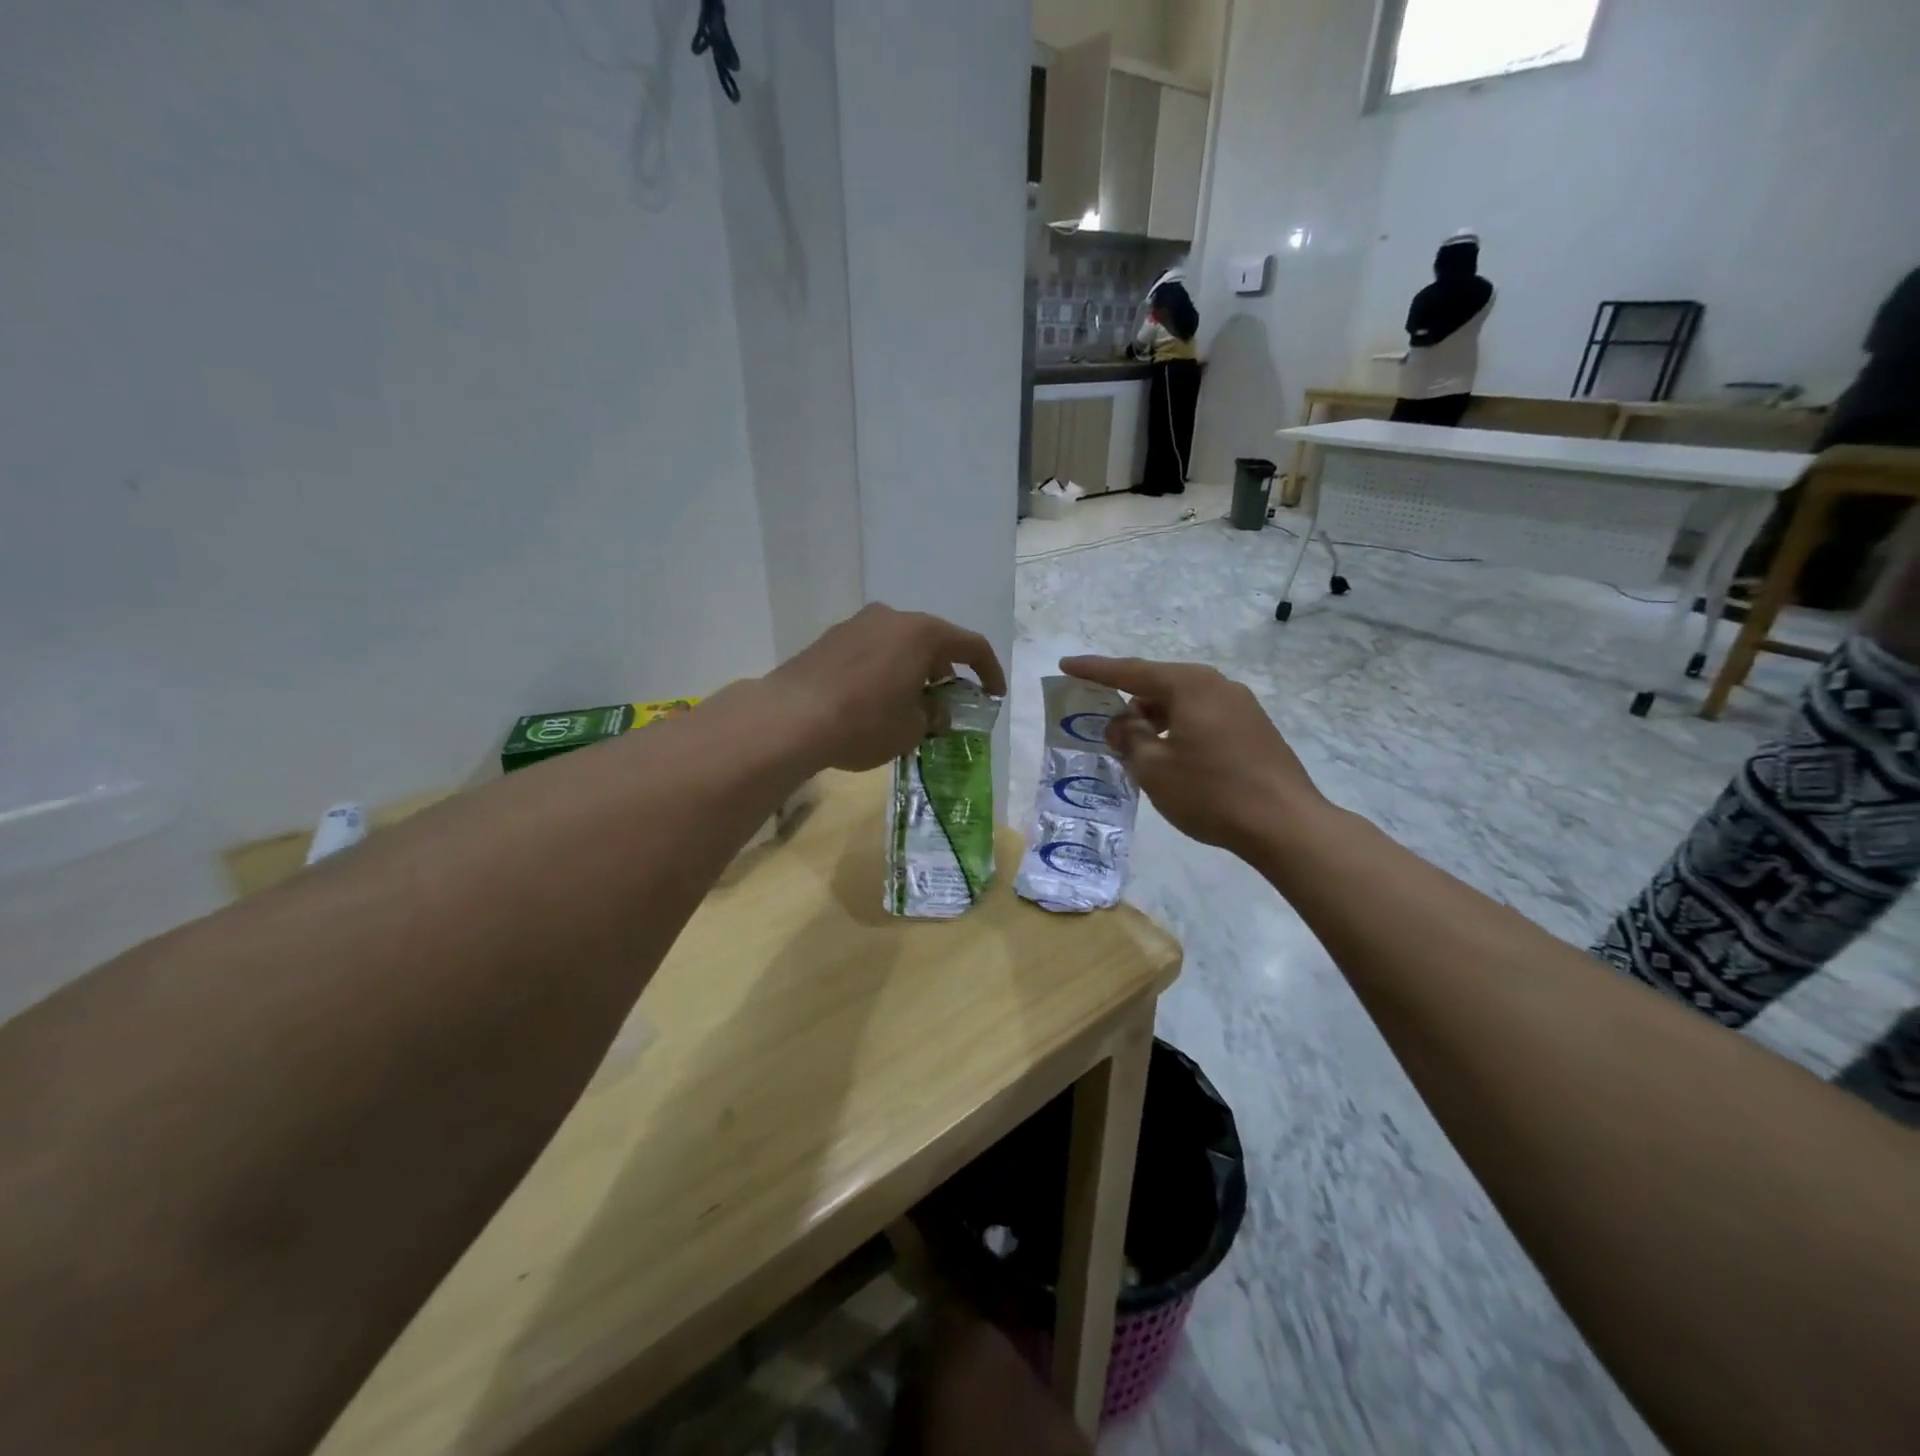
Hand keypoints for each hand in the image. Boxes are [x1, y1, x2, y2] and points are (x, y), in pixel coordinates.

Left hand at [769, 604, 1006, 771]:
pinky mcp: (830, 639)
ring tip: (909, 705)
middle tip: (947, 705)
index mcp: (922, 633)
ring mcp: (857, 624)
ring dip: (912, 671)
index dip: (989, 670)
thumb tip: (935, 710)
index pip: (971, 645)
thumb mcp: (912, 728)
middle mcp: (892, 618)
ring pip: (899, 645)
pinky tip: (875, 700)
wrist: (790, 718)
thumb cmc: (864, 722)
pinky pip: (871, 651)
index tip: (994, 694)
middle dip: (945, 673)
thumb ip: (934, 714)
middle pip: (932, 641)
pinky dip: (884, 670)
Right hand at [1059, 656, 1321, 854]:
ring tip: (1133, 744)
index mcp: (1190, 685)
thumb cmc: (1210, 792)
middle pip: (1160, 684)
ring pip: (1183, 703)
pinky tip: (1169, 755)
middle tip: (1100, 717)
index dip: (1095, 670)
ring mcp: (1242, 706)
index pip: (1131, 671)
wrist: (1285, 824)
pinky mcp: (1254, 730)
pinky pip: (1203, 718)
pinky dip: (1178, 728)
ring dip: (1154, 718)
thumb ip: (1129, 738)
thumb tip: (1121, 724)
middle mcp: (1218, 685)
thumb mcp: (1153, 768)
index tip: (1066, 664)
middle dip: (1127, 699)